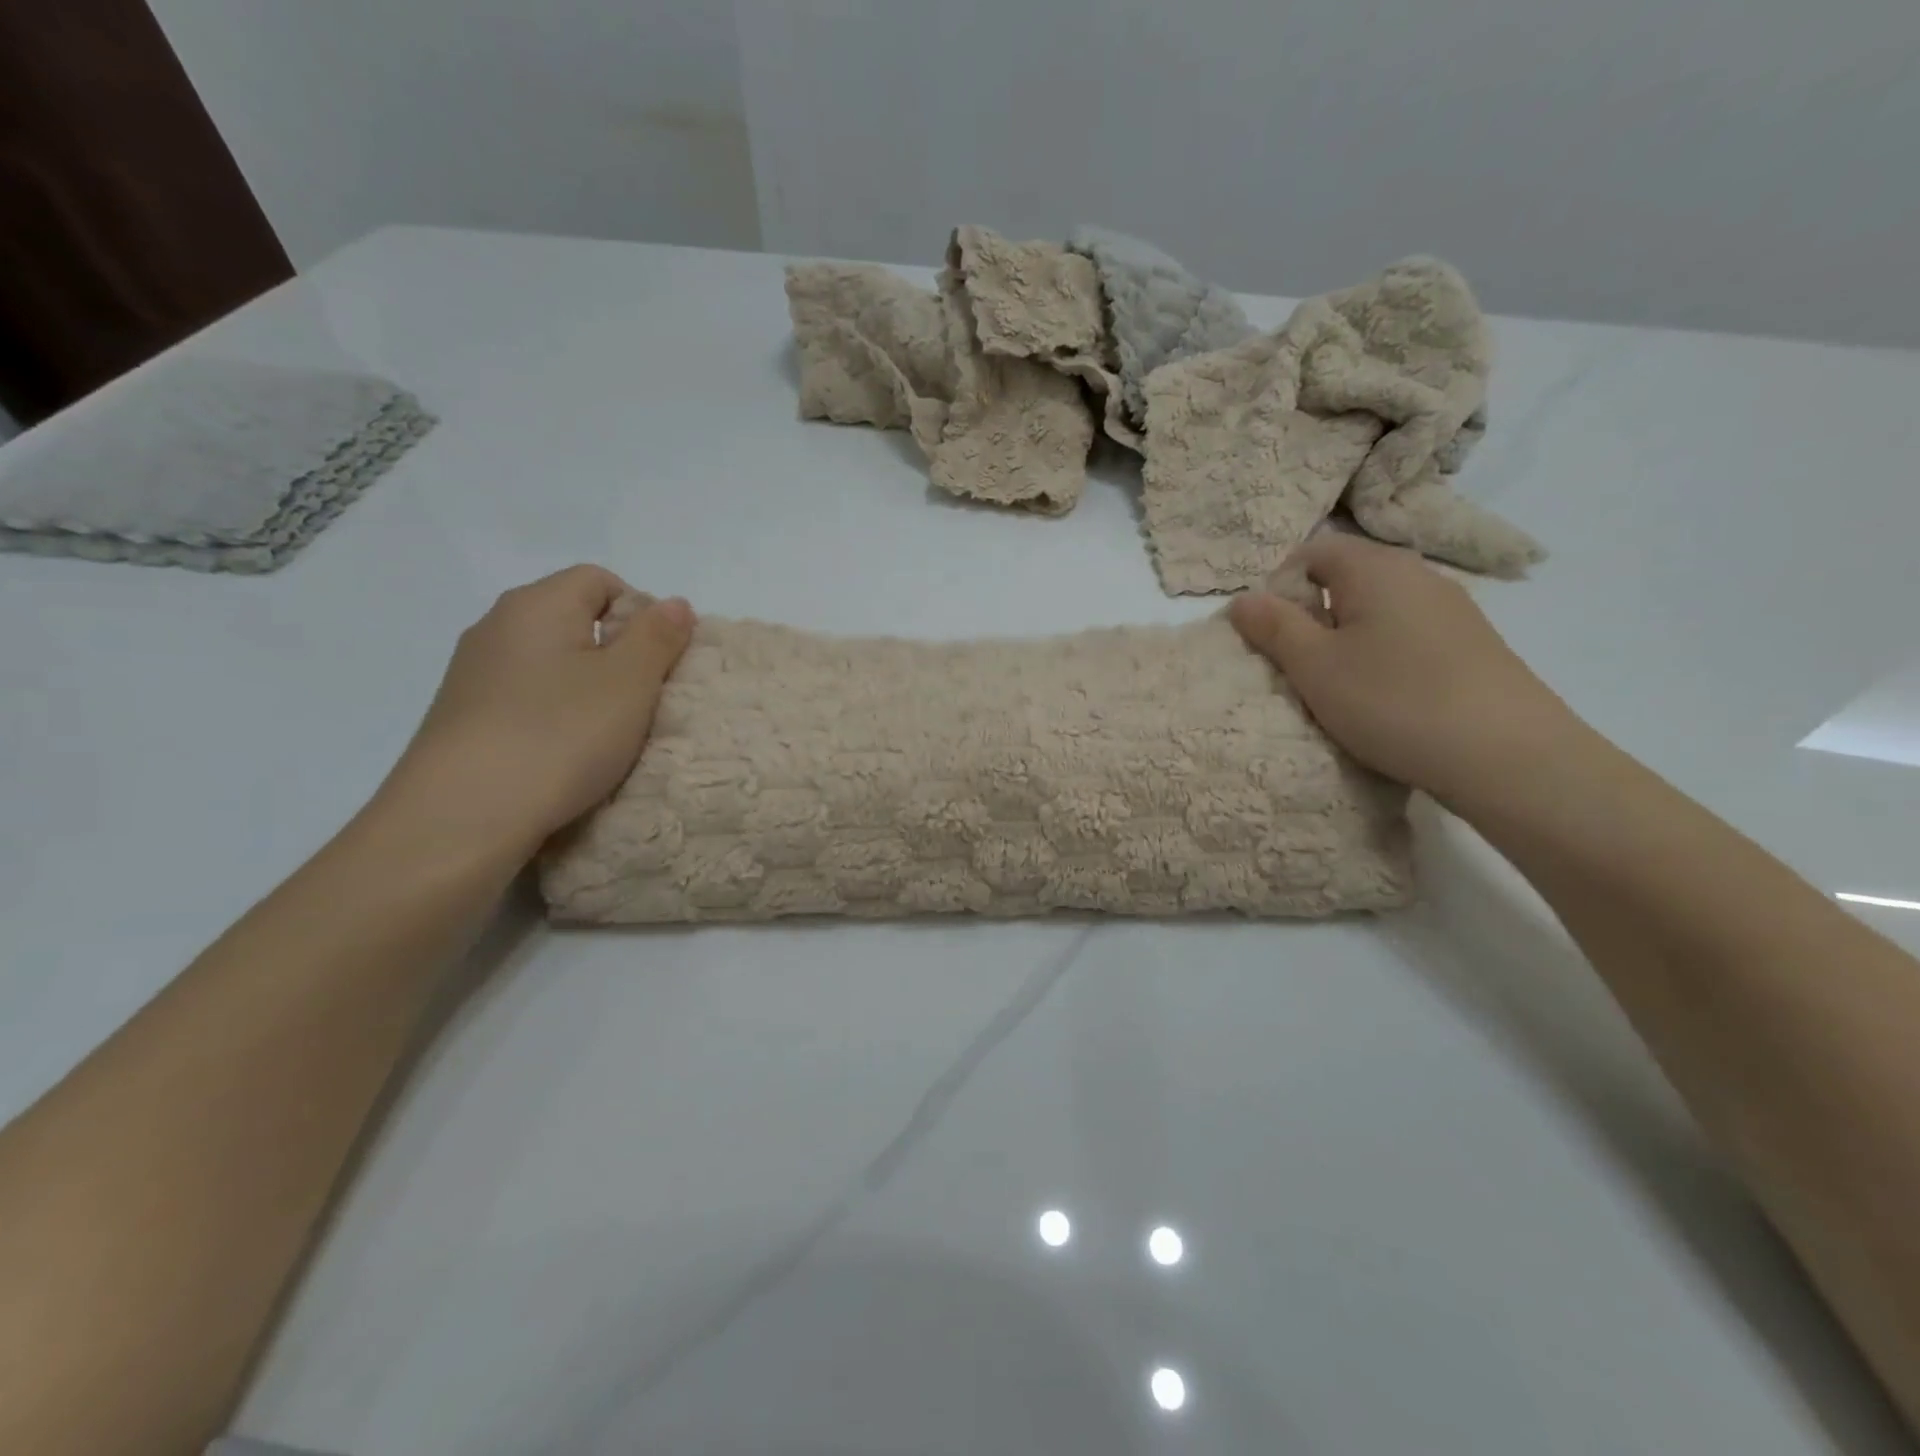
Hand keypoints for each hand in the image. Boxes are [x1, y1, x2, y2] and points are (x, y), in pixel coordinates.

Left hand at [378, 565, 693, 861]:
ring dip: (587, 688)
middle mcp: (497, 626)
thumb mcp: (630, 682)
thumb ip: (658, 636)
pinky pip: (525, 698)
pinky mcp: (463, 717)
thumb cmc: (560, 735)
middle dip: (617, 653)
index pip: (600, 580)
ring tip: (607, 733)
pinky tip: (564, 753)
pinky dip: (554, 715)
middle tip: (641, 700)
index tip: (658, 661)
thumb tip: (674, 603)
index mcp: (537, 604)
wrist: (460, 817)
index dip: (641, 612)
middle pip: (573, 619)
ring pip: (550, 662)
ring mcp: (473, 673)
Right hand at [1228, 534, 1578, 807]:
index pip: (1312, 551)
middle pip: (1347, 578)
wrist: (1506, 755)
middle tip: (1298, 664)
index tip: (1270, 633)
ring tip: (1339, 685)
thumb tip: (1242, 599)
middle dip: (1312, 614)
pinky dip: (1383, 654)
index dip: (1280, 586)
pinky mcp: (1472, 643)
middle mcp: (1417, 575)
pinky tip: (1386, 696)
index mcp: (1375, 568)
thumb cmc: (1393, 700)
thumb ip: (1274, 627)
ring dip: (1347, 637)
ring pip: (1378, 609)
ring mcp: (1452, 609)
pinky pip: (1408, 633)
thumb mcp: (1315, 667)